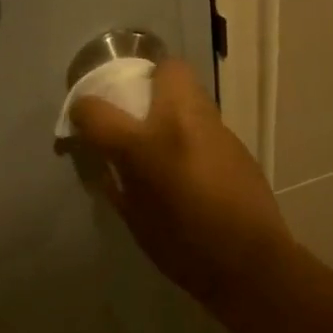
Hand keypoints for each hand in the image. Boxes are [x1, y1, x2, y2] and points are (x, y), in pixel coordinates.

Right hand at [68, 60, 294, 311]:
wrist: (250, 263)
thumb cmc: (183, 249)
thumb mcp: (134, 221)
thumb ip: (116, 184)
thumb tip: (108, 164)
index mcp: (145, 146)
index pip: (97, 109)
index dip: (82, 111)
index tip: (82, 122)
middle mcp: (182, 122)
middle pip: (166, 69)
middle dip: (148, 80)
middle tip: (138, 113)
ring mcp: (216, 129)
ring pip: (192, 92)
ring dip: (173, 105)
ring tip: (165, 140)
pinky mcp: (238, 143)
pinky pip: (207, 122)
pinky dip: (192, 131)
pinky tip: (192, 163)